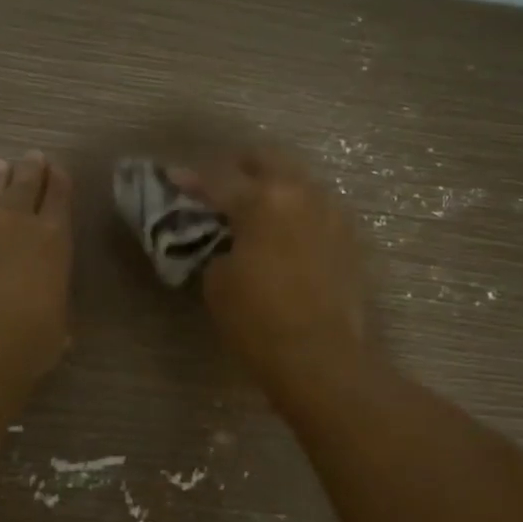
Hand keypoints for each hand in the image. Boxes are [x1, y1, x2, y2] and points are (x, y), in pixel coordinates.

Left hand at [0, 151, 73, 379]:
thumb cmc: (26, 340)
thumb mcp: (54, 332)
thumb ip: (54, 317)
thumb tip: (56, 326)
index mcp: (53, 239)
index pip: (59, 198)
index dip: (59, 182)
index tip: (58, 169)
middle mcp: (16, 223)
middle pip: (24, 185)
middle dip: (30, 170)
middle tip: (32, 156)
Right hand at [174, 147, 365, 391]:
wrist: (323, 360)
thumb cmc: (260, 321)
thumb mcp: (218, 284)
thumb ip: (219, 249)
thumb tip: (231, 245)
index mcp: (264, 200)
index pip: (219, 179)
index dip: (191, 179)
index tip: (173, 177)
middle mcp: (303, 194)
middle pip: (268, 161)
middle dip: (239, 167)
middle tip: (217, 184)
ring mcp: (333, 214)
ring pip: (298, 182)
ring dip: (272, 187)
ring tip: (251, 209)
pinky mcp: (349, 240)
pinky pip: (316, 210)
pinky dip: (294, 212)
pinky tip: (281, 233)